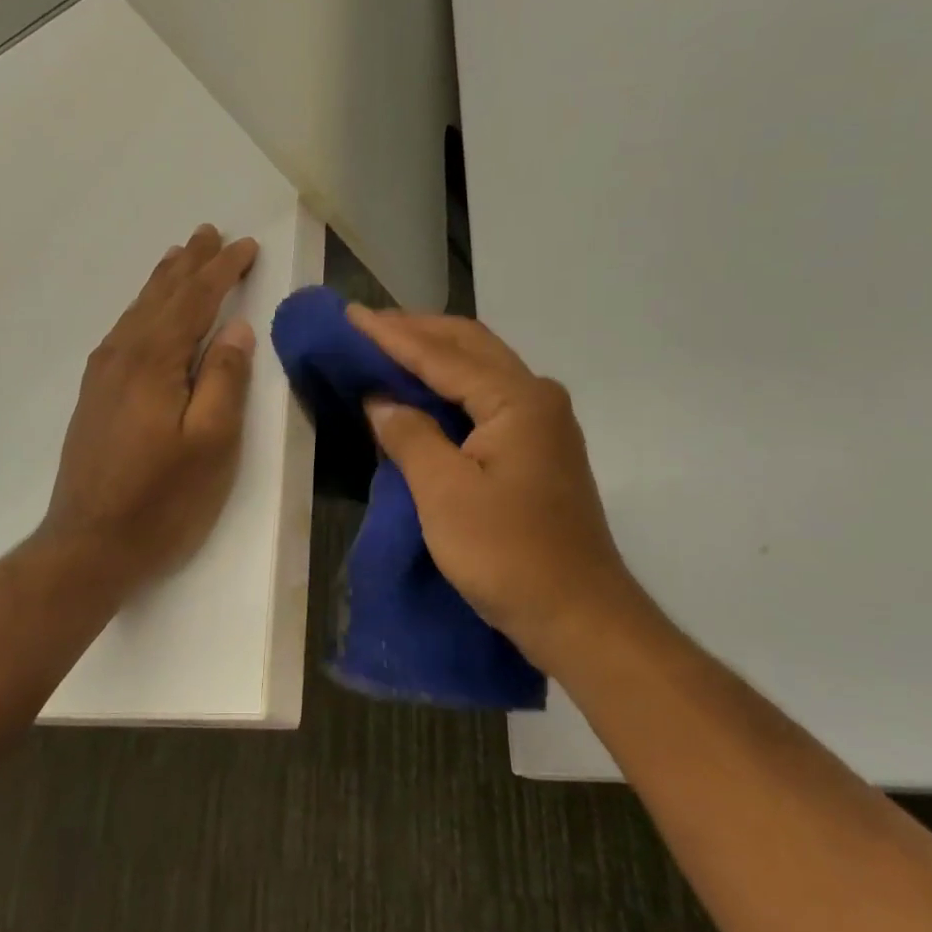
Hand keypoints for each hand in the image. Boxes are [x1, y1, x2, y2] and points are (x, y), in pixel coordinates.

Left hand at [38, 225, 260, 592]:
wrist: (88, 546)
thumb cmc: (161, 501)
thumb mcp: (211, 444)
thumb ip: (224, 381)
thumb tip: (237, 329)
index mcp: (154, 362)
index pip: (195, 301)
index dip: (222, 271)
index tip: (246, 246)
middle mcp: (123, 356)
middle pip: (162, 297)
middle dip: (190, 264)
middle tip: (209, 233)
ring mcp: (103, 376)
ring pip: (138, 312)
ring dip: (163, 282)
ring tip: (179, 256)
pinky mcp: (94, 396)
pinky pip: (123, 332)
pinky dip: (142, 310)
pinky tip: (145, 313)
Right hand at [348, 306, 648, 659]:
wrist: (579, 616)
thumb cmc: (509, 554)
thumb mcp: (444, 494)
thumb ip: (410, 436)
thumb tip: (381, 399)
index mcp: (517, 400)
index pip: (443, 354)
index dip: (392, 334)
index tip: (351, 314)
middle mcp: (536, 398)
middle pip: (470, 346)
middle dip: (417, 331)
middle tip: (367, 324)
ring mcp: (542, 424)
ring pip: (480, 369)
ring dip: (434, 354)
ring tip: (387, 347)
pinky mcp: (537, 450)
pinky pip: (486, 398)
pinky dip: (449, 387)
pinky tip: (422, 393)